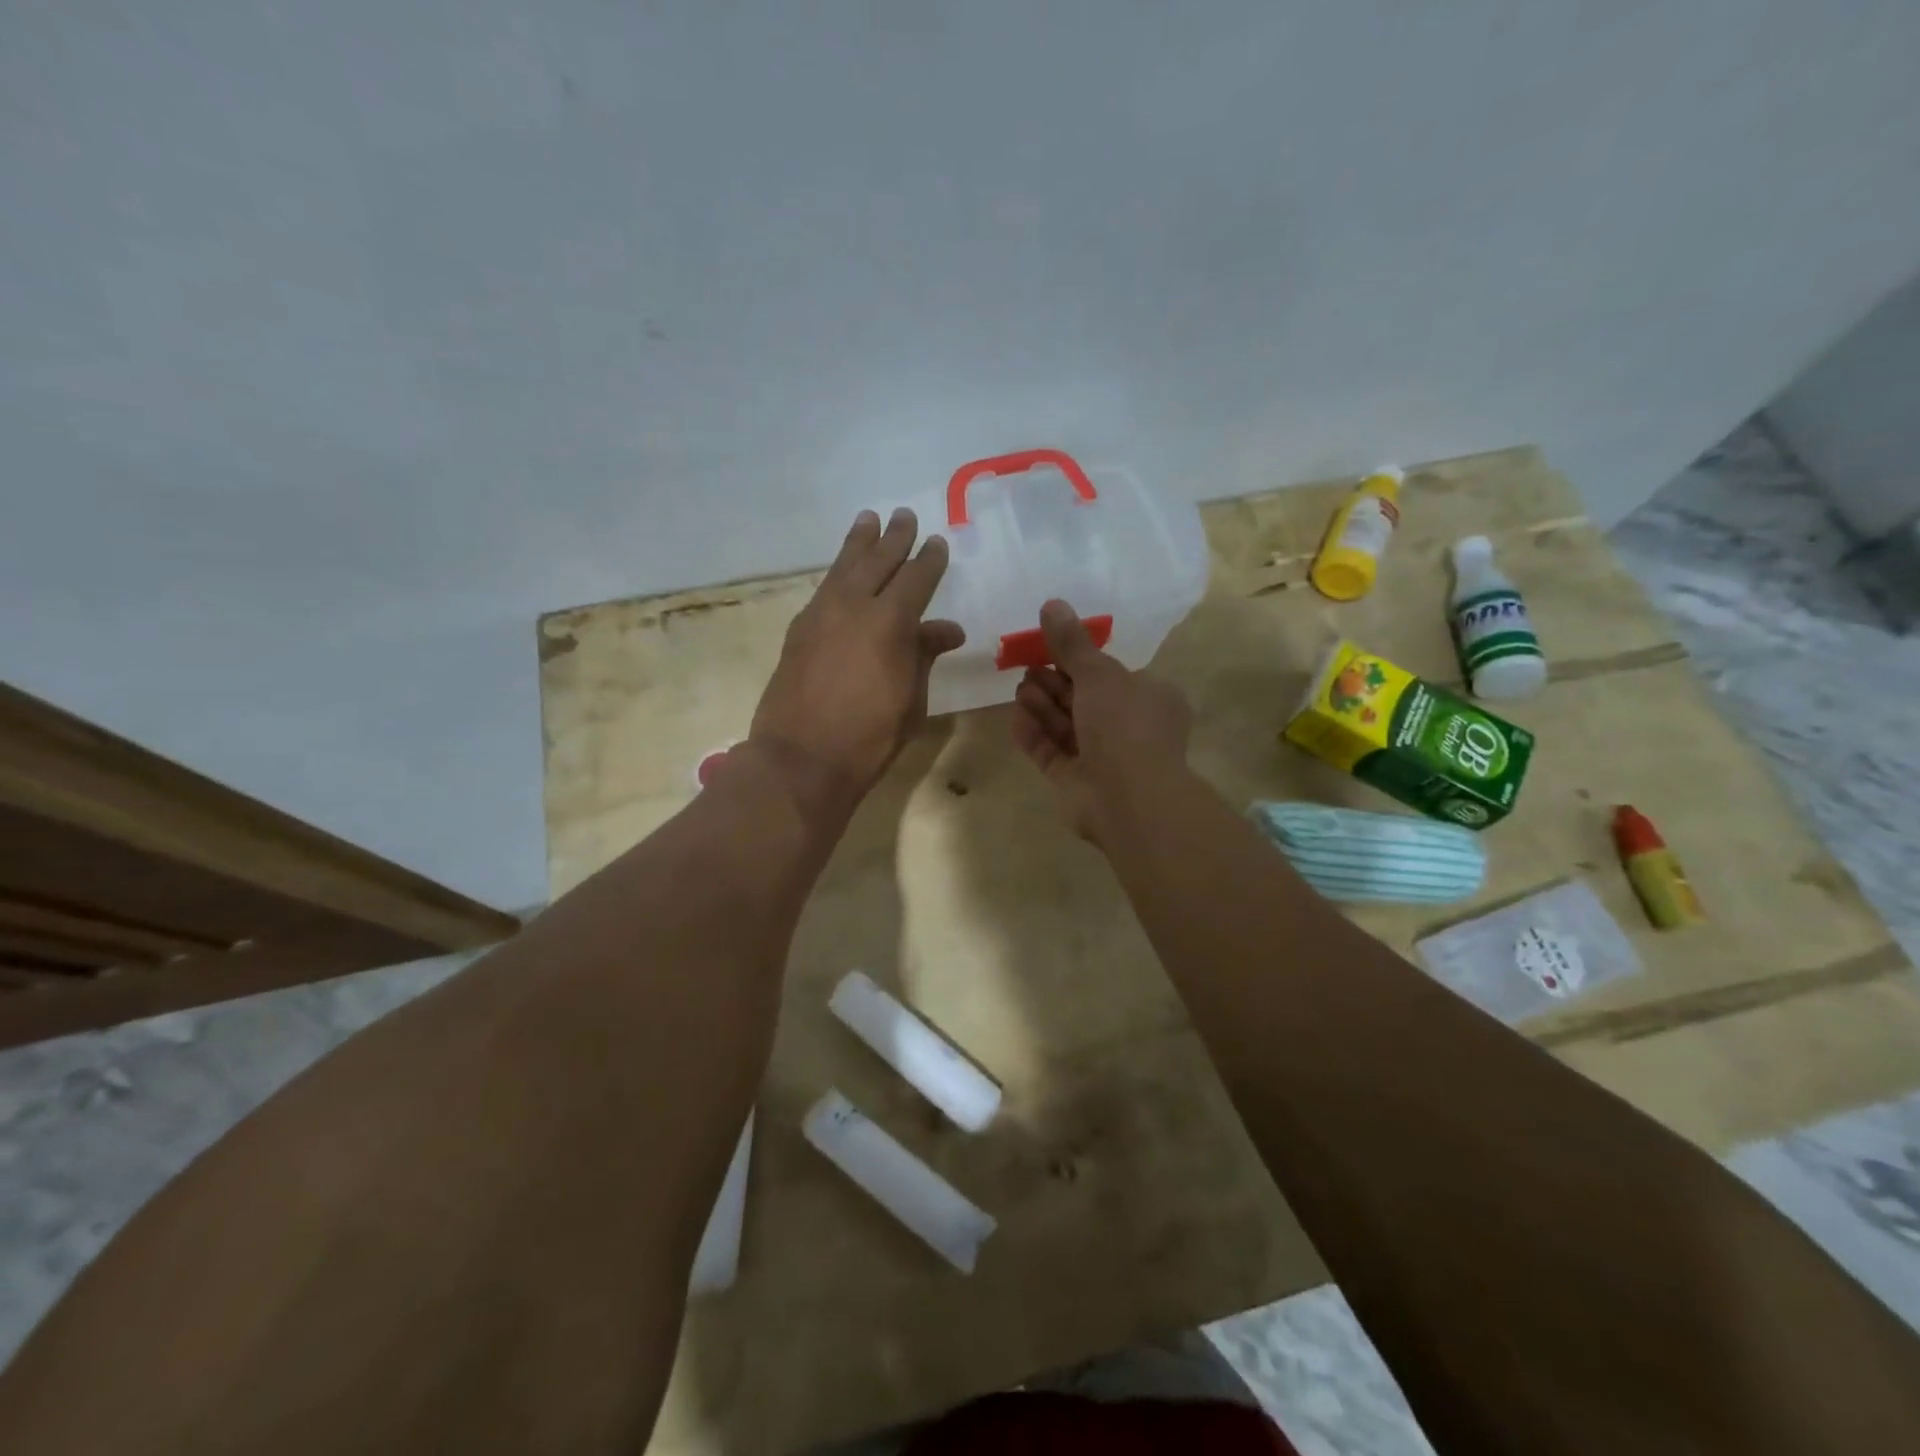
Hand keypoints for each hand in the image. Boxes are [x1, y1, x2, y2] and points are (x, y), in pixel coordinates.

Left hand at [747, 508, 963, 821]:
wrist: (801, 758)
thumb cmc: (870, 736)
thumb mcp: (911, 698)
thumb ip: (924, 656)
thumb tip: (947, 630)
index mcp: (891, 621)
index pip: (916, 578)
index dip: (929, 560)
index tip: (936, 542)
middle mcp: (854, 606)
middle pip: (877, 561)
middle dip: (894, 538)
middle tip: (903, 515)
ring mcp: (820, 615)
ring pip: (844, 567)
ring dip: (859, 543)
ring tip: (868, 520)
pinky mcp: (799, 629)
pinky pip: (824, 588)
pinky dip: (838, 573)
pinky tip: (842, 572)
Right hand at [1011, 600, 1190, 844]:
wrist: (1128, 798)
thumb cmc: (1124, 726)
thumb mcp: (1099, 674)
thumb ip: (1072, 643)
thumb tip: (1052, 604)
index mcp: (1148, 699)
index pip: (1110, 675)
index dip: (1078, 661)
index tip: (1048, 647)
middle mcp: (1127, 728)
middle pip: (1083, 699)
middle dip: (1054, 682)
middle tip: (1026, 667)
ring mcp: (1101, 758)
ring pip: (1066, 726)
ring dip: (1042, 706)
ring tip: (1019, 689)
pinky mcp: (1075, 782)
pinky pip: (1051, 753)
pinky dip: (1035, 735)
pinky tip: (1015, 718)